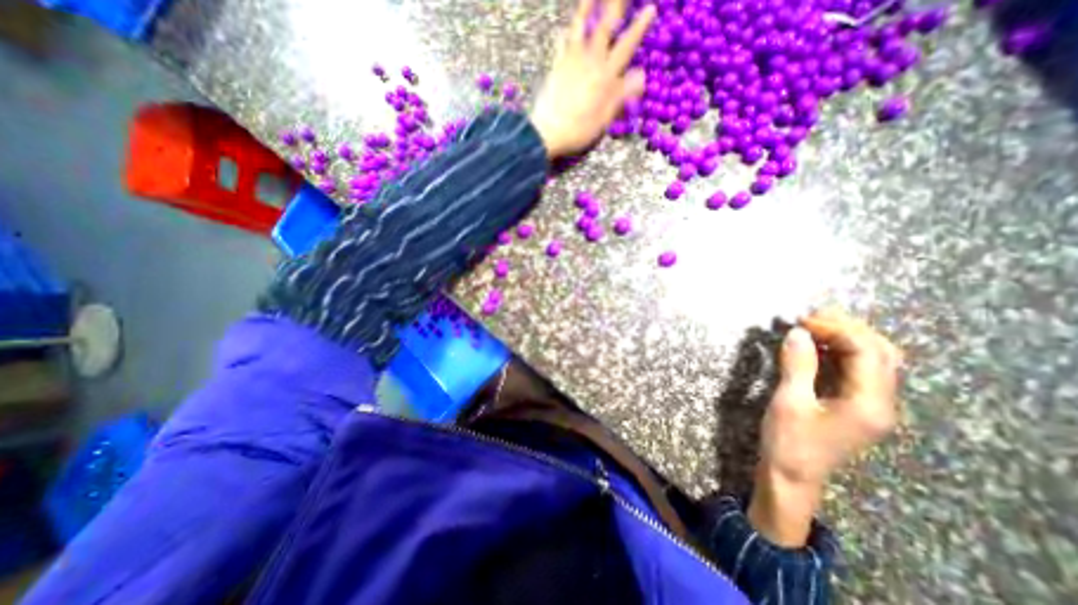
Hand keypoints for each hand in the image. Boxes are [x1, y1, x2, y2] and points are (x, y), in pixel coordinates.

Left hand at [529, 0, 651, 157]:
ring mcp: (571, 62)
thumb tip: (641, 74)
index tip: (649, 9)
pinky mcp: (556, 67)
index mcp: (605, 76)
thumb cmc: (578, 130)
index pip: (626, 47)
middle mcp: (590, 62)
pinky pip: (561, 44)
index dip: (638, 28)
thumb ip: (621, 95)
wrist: (547, 132)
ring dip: (587, 8)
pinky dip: (564, 34)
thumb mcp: (604, 119)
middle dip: (615, 6)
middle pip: (604, 27)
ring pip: (581, 28)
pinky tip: (564, 29)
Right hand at [751, 311, 902, 544]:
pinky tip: (818, 346)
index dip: (836, 329)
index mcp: (869, 404)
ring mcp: (873, 405)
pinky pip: (861, 370)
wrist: (792, 476)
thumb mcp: (789, 402)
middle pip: (881, 352)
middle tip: (810, 318)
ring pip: (875, 359)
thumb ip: (798, 365)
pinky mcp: (859, 405)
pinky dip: (842, 351)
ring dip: (847, 337)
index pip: (867, 352)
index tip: (801, 321)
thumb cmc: (788, 442)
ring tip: (814, 326)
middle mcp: (881, 402)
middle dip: (847, 328)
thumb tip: (798, 332)